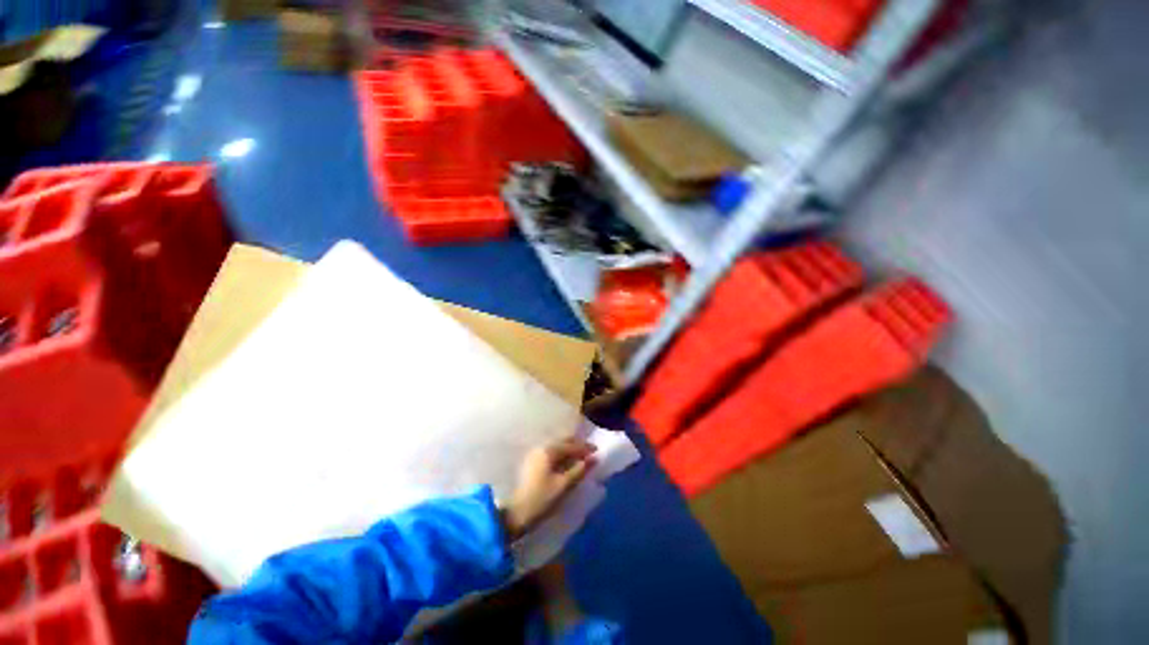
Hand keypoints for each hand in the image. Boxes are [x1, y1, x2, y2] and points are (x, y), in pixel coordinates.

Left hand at [503, 438, 596, 540]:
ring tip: (581, 459)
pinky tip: (568, 463)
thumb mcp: (564, 485)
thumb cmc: (542, 499)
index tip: (597, 451)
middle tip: (590, 453)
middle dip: (577, 446)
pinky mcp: (533, 463)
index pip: (571, 445)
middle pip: (563, 442)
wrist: (516, 514)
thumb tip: (594, 458)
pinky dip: (562, 456)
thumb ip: (579, 470)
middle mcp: (541, 448)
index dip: (585, 448)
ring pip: (557, 447)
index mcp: (549, 451)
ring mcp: (535, 455)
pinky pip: (552, 454)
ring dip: (570, 451)